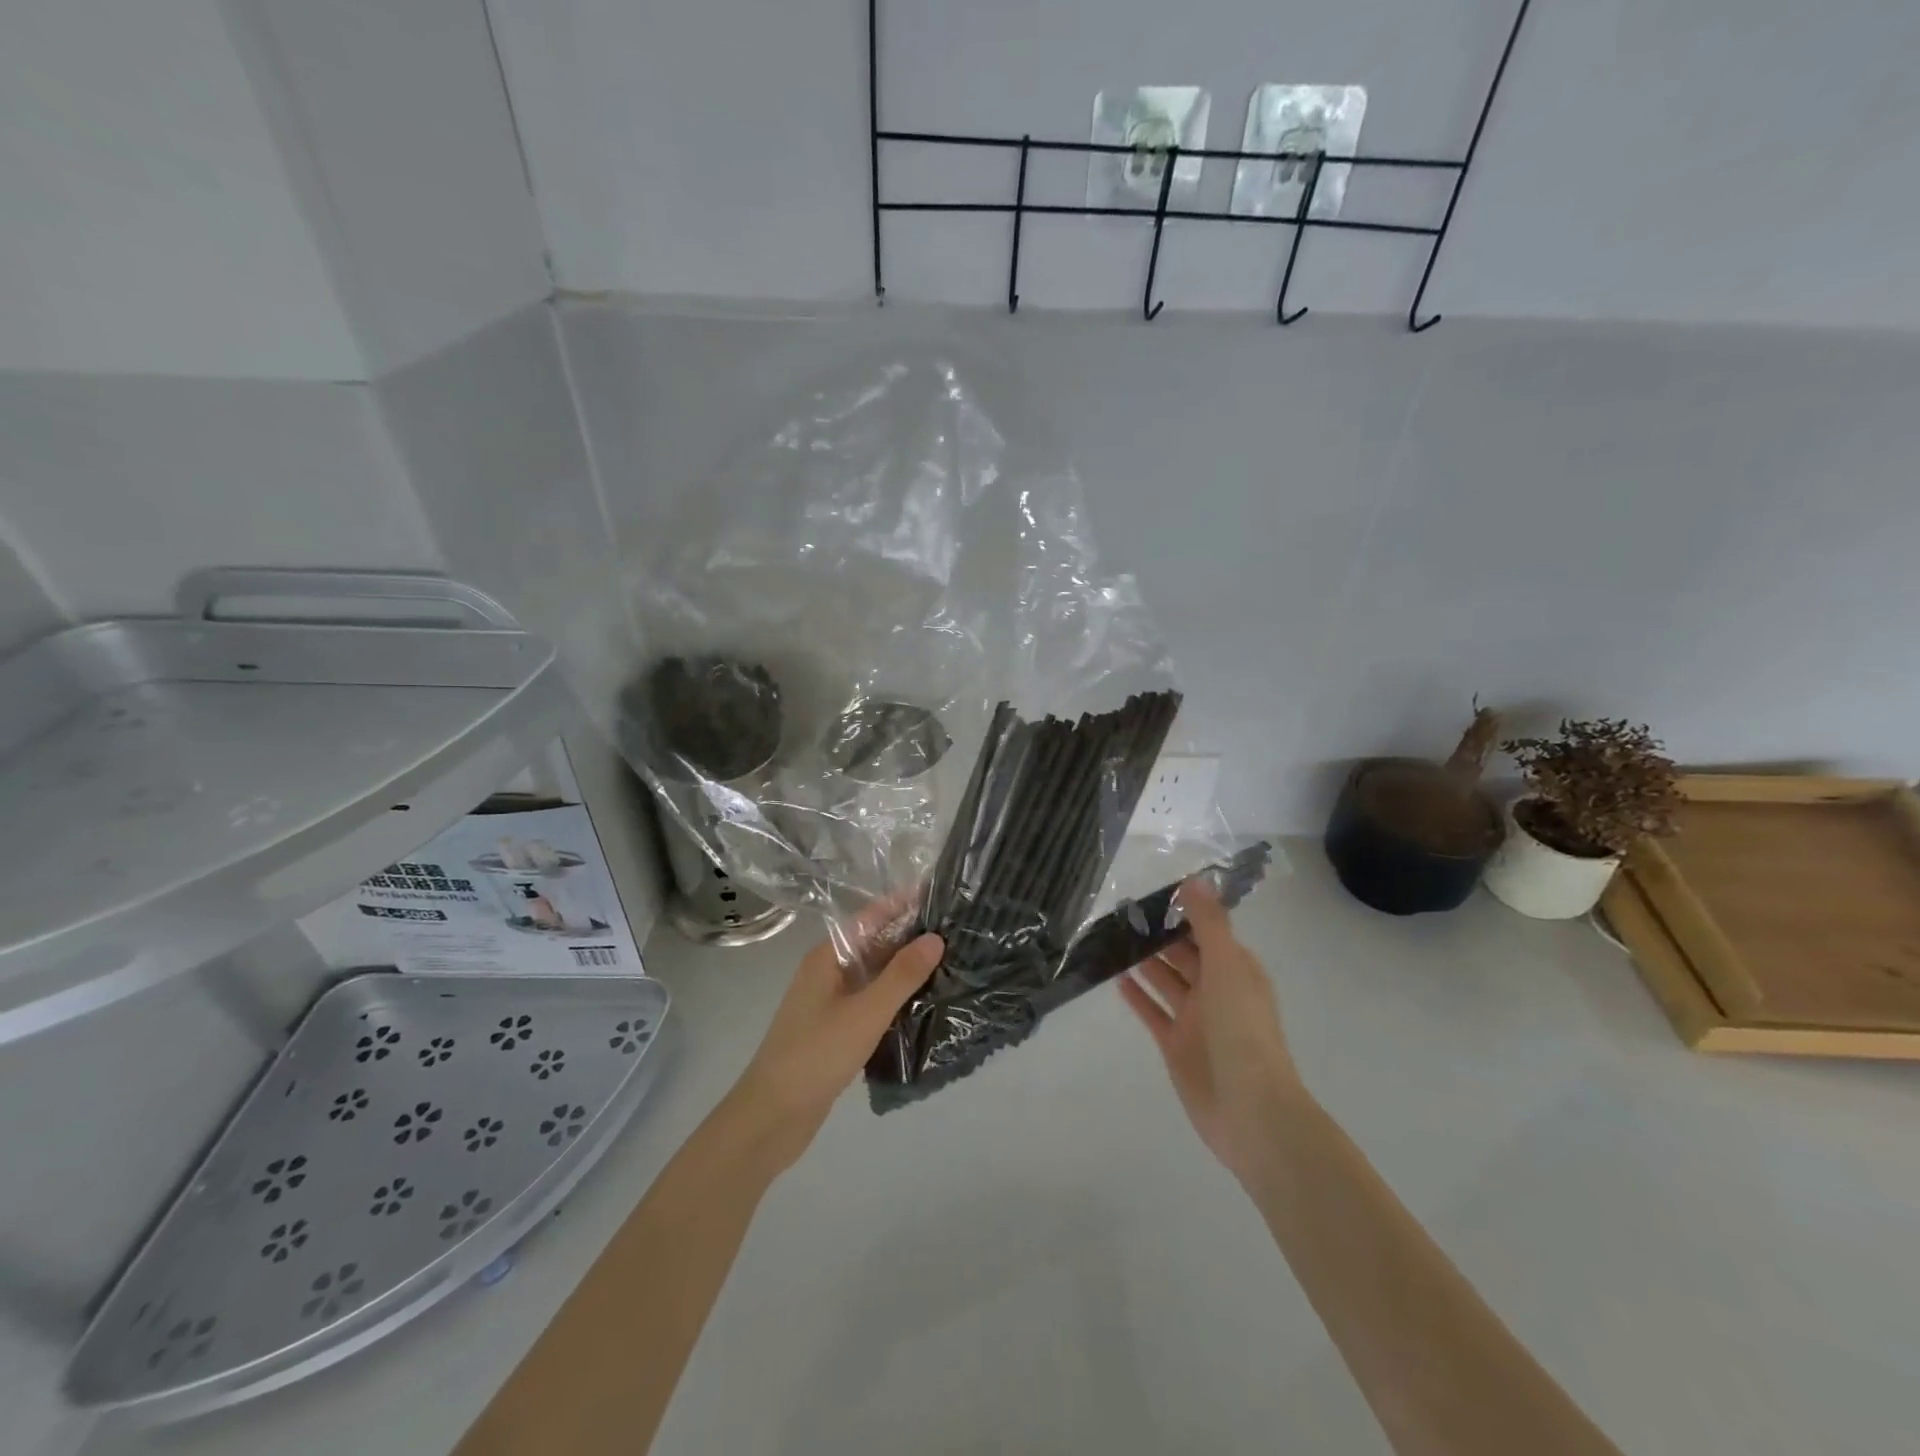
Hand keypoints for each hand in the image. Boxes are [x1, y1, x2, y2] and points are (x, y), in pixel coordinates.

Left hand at [724, 904, 942, 1173]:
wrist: (771, 1117)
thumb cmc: (816, 1055)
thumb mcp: (865, 1012)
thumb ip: (902, 975)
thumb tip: (936, 937)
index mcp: (828, 957)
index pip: (871, 917)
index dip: (902, 903)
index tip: (939, 892)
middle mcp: (828, 973)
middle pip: (874, 944)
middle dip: (910, 936)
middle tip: (957, 930)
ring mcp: (831, 1003)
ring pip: (874, 976)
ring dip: (906, 970)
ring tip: (951, 962)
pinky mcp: (836, 1031)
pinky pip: (872, 1003)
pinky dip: (896, 999)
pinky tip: (925, 1005)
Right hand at [1120, 879, 1303, 1178]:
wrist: (1250, 1110)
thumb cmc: (1241, 1029)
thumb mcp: (1227, 966)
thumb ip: (1209, 923)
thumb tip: (1195, 879)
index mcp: (1236, 970)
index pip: (1207, 932)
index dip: (1182, 912)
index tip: (1149, 894)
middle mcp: (1217, 991)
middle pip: (1183, 955)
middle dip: (1157, 936)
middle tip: (1119, 914)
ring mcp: (1196, 1020)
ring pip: (1166, 982)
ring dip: (1144, 962)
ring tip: (1111, 939)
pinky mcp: (1176, 1045)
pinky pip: (1154, 1013)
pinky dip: (1138, 997)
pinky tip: (1114, 978)